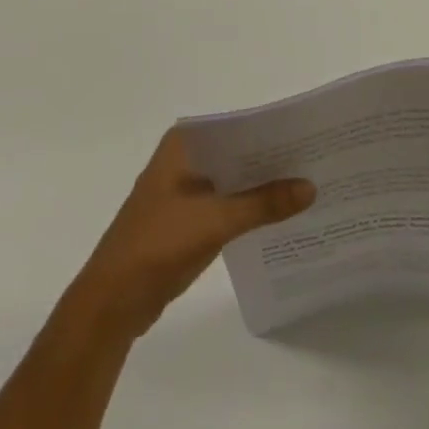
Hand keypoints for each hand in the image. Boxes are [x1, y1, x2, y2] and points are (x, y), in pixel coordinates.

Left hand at [68, 130, 314, 340]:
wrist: (112, 303)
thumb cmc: (157, 245)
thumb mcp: (215, 220)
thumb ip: (264, 204)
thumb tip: (311, 187)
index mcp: (183, 144)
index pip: (237, 125)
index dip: (272, 129)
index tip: (309, 133)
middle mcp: (184, 158)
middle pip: (237, 151)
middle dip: (272, 158)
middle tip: (316, 159)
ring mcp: (184, 189)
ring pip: (233, 178)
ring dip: (262, 185)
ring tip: (308, 184)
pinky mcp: (187, 218)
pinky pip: (227, 203)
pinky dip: (250, 207)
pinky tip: (281, 214)